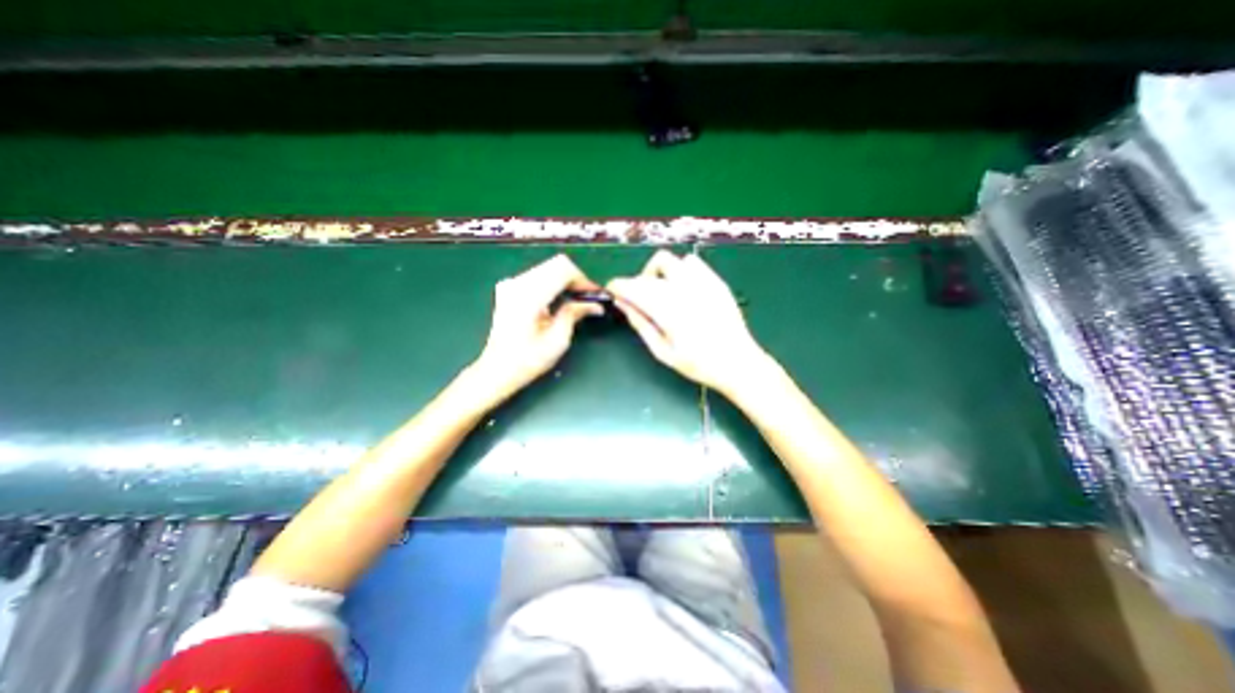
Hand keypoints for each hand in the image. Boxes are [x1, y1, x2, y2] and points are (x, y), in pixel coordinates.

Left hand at [474, 253, 603, 398]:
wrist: (497, 369)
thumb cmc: (528, 360)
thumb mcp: (558, 340)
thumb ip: (575, 314)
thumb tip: (595, 304)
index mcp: (528, 296)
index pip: (563, 269)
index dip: (583, 279)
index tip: (595, 295)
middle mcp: (517, 283)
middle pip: (556, 264)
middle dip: (576, 279)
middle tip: (587, 298)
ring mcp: (511, 284)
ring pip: (548, 268)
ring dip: (565, 280)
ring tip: (576, 301)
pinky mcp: (509, 288)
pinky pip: (538, 276)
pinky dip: (553, 283)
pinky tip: (558, 301)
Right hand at [608, 250, 767, 394]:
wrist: (738, 362)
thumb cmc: (698, 364)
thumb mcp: (663, 352)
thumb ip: (641, 325)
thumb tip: (623, 304)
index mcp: (669, 312)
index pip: (634, 287)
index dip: (618, 286)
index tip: (613, 291)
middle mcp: (684, 291)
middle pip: (648, 274)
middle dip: (636, 283)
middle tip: (637, 301)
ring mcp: (702, 282)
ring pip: (668, 261)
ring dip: (657, 273)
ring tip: (661, 292)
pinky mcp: (715, 280)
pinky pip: (691, 262)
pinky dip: (679, 270)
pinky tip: (682, 288)